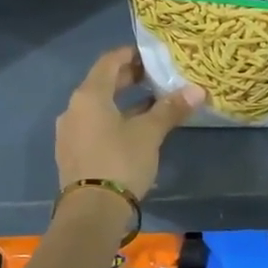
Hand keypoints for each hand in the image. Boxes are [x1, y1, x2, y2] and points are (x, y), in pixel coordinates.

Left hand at [56, 48, 202, 199]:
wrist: (91, 212)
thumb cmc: (120, 162)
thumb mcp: (149, 134)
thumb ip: (170, 109)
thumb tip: (197, 90)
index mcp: (89, 95)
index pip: (109, 61)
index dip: (130, 54)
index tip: (151, 55)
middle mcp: (74, 108)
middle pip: (102, 84)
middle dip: (129, 79)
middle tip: (155, 77)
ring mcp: (69, 132)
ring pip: (98, 107)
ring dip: (123, 102)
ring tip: (151, 103)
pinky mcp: (72, 153)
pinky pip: (94, 126)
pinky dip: (113, 120)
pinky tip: (134, 130)